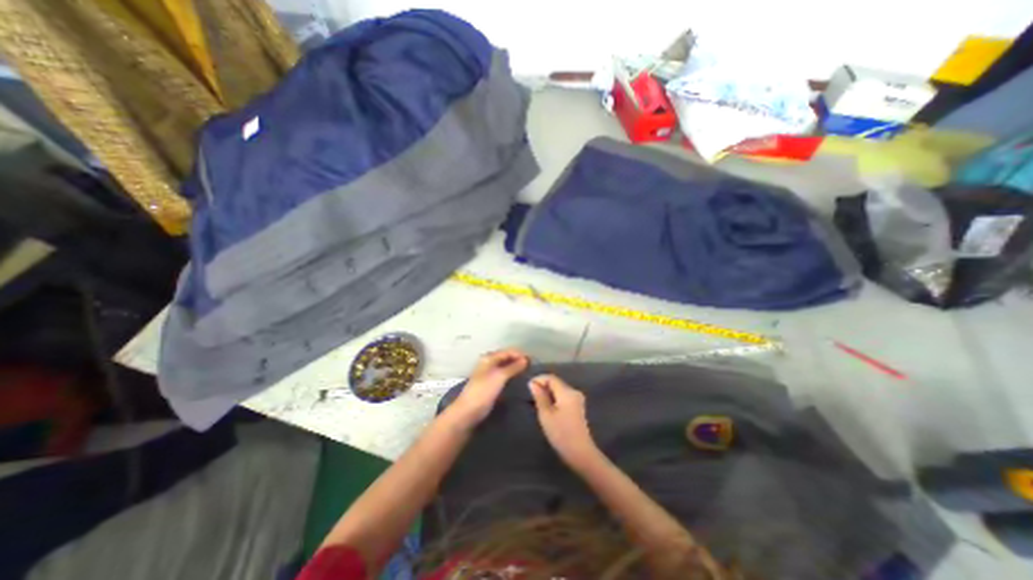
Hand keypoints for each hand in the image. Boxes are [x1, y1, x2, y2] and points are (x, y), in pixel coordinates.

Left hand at [446, 346, 528, 427]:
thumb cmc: (483, 391)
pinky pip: (504, 375)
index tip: (533, 361)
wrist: (469, 411)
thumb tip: (526, 359)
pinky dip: (512, 375)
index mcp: (489, 358)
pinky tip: (519, 379)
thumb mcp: (500, 376)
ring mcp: (489, 373)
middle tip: (532, 367)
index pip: (508, 351)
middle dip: (519, 360)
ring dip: (516, 368)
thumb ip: (513, 367)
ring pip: (506, 366)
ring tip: (528, 373)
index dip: (520, 354)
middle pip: (507, 357)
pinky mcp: (491, 383)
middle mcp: (489, 362)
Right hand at [527, 373, 601, 468]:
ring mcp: (577, 399)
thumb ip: (539, 397)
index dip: (539, 379)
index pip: (551, 378)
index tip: (528, 387)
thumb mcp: (546, 414)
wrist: (580, 453)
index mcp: (567, 392)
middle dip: (543, 386)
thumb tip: (532, 383)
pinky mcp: (577, 407)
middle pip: (556, 382)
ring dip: (548, 393)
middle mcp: (574, 392)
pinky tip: (548, 409)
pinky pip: (563, 397)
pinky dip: (554, 399)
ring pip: (559, 390)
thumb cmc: (561, 433)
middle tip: (531, 397)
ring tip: (537, 403)